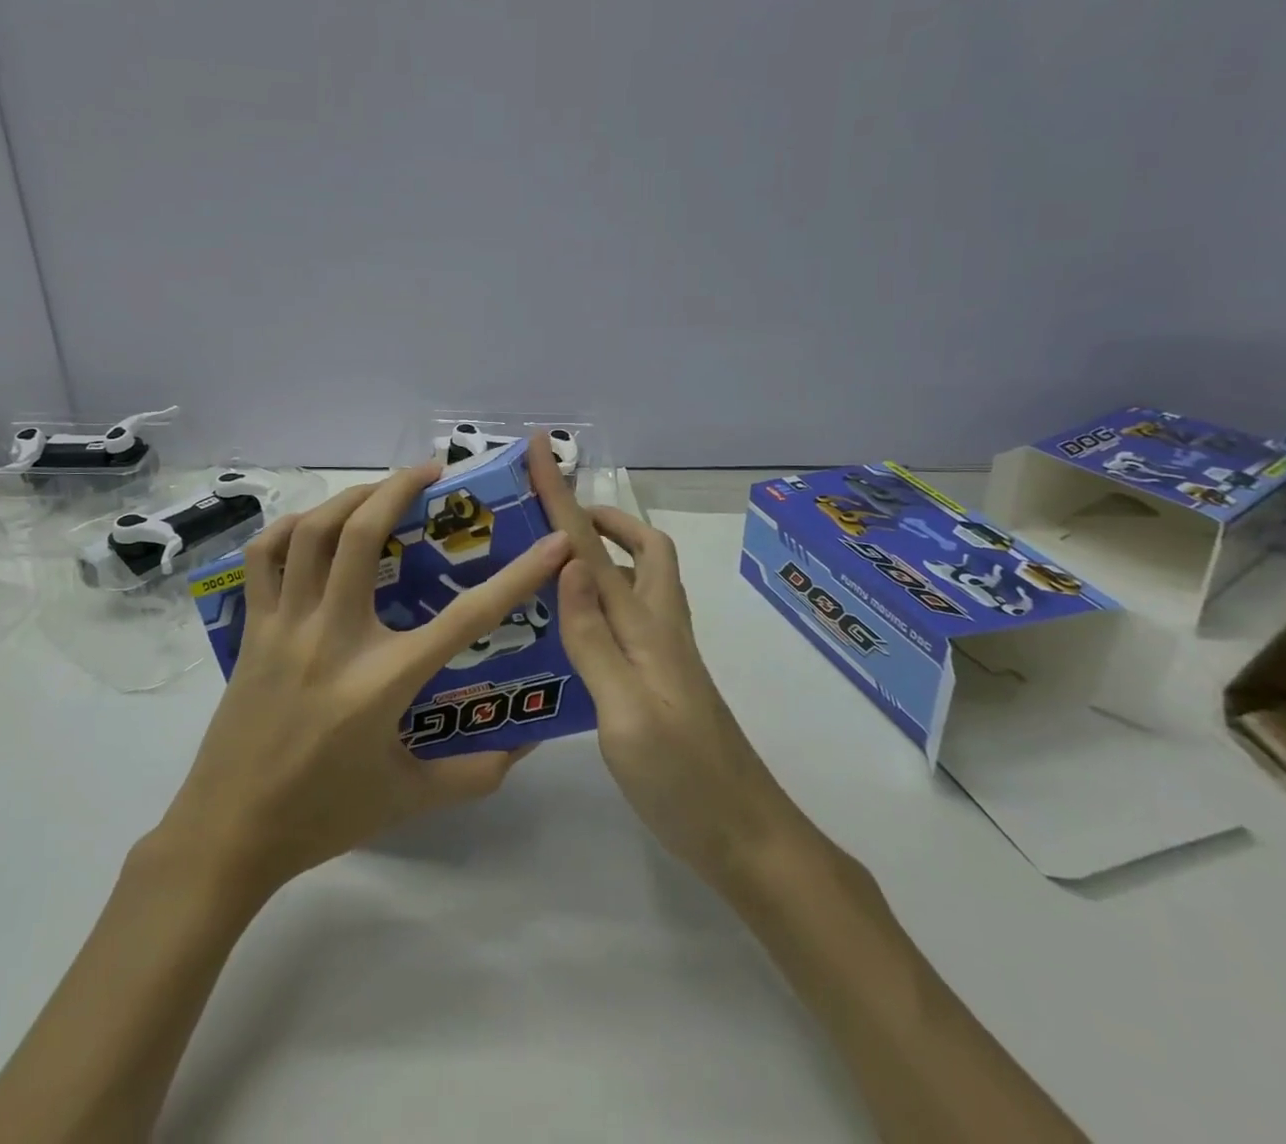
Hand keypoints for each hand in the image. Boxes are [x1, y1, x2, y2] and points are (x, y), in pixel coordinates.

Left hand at [152, 464, 570, 902]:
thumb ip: (474, 773)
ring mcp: (286, 627)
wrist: (227, 835)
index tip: (554, 542)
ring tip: (380, 489)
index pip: (465, 617)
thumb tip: (526, 744)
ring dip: (350, 496)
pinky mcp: (253, 629)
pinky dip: (288, 528)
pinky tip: (313, 525)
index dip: (519, 575)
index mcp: (382, 680)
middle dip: (401, 488)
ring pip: (311, 533)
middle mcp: (334, 637)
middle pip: (363, 535)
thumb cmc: (323, 815)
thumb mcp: (408, 798)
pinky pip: (263, 559)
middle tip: (434, 474)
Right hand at [524, 435, 794, 894]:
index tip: (541, 449)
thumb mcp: (624, 710)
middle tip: (556, 517)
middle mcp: (658, 626)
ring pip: (636, 580)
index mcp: (645, 625)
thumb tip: (567, 563)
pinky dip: (599, 599)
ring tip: (551, 565)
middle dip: (602, 517)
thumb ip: (593, 637)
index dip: (563, 494)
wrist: (744, 835)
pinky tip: (571, 626)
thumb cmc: (681, 776)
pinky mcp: (661, 677)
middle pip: (642, 547)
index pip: (593, 546)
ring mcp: (664, 652)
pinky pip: (627, 616)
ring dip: (601, 556)